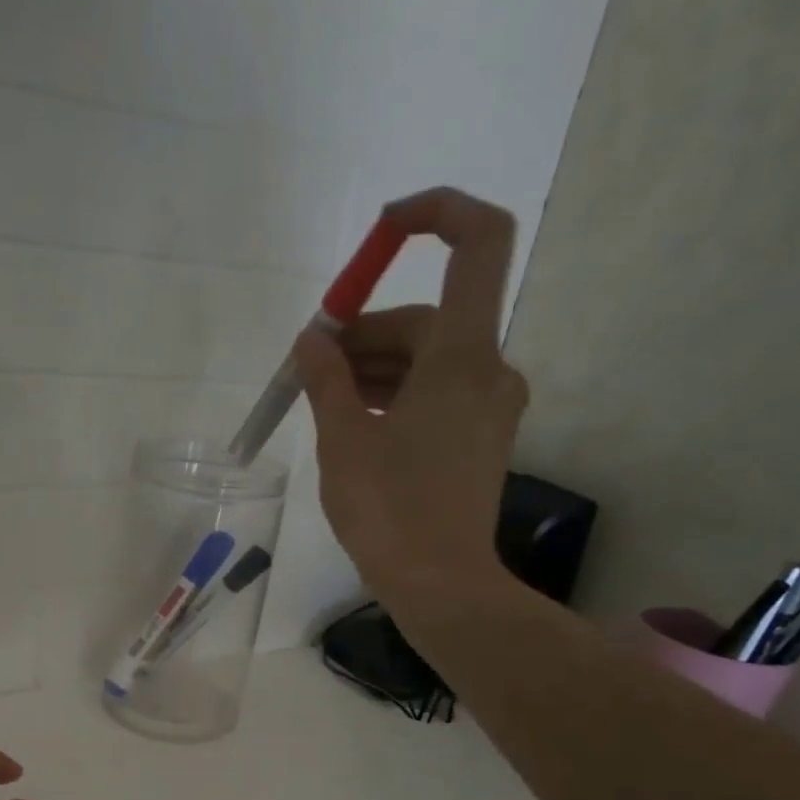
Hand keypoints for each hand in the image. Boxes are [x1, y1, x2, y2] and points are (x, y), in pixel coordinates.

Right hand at [292, 188, 528, 602]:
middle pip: (427, 319)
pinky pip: (437, 394)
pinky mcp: (480, 438)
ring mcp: (489, 406)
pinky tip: (354, 423)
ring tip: (322, 401)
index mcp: (461, 356)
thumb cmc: (389, 510)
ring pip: (428, 361)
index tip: (383, 230)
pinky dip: (396, 394)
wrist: (440, 585)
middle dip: (365, 335)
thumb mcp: (342, 441)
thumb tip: (312, 339)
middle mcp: (488, 369)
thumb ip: (325, 379)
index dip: (436, 214)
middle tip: (310, 367)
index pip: (477, 243)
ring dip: (375, 369)